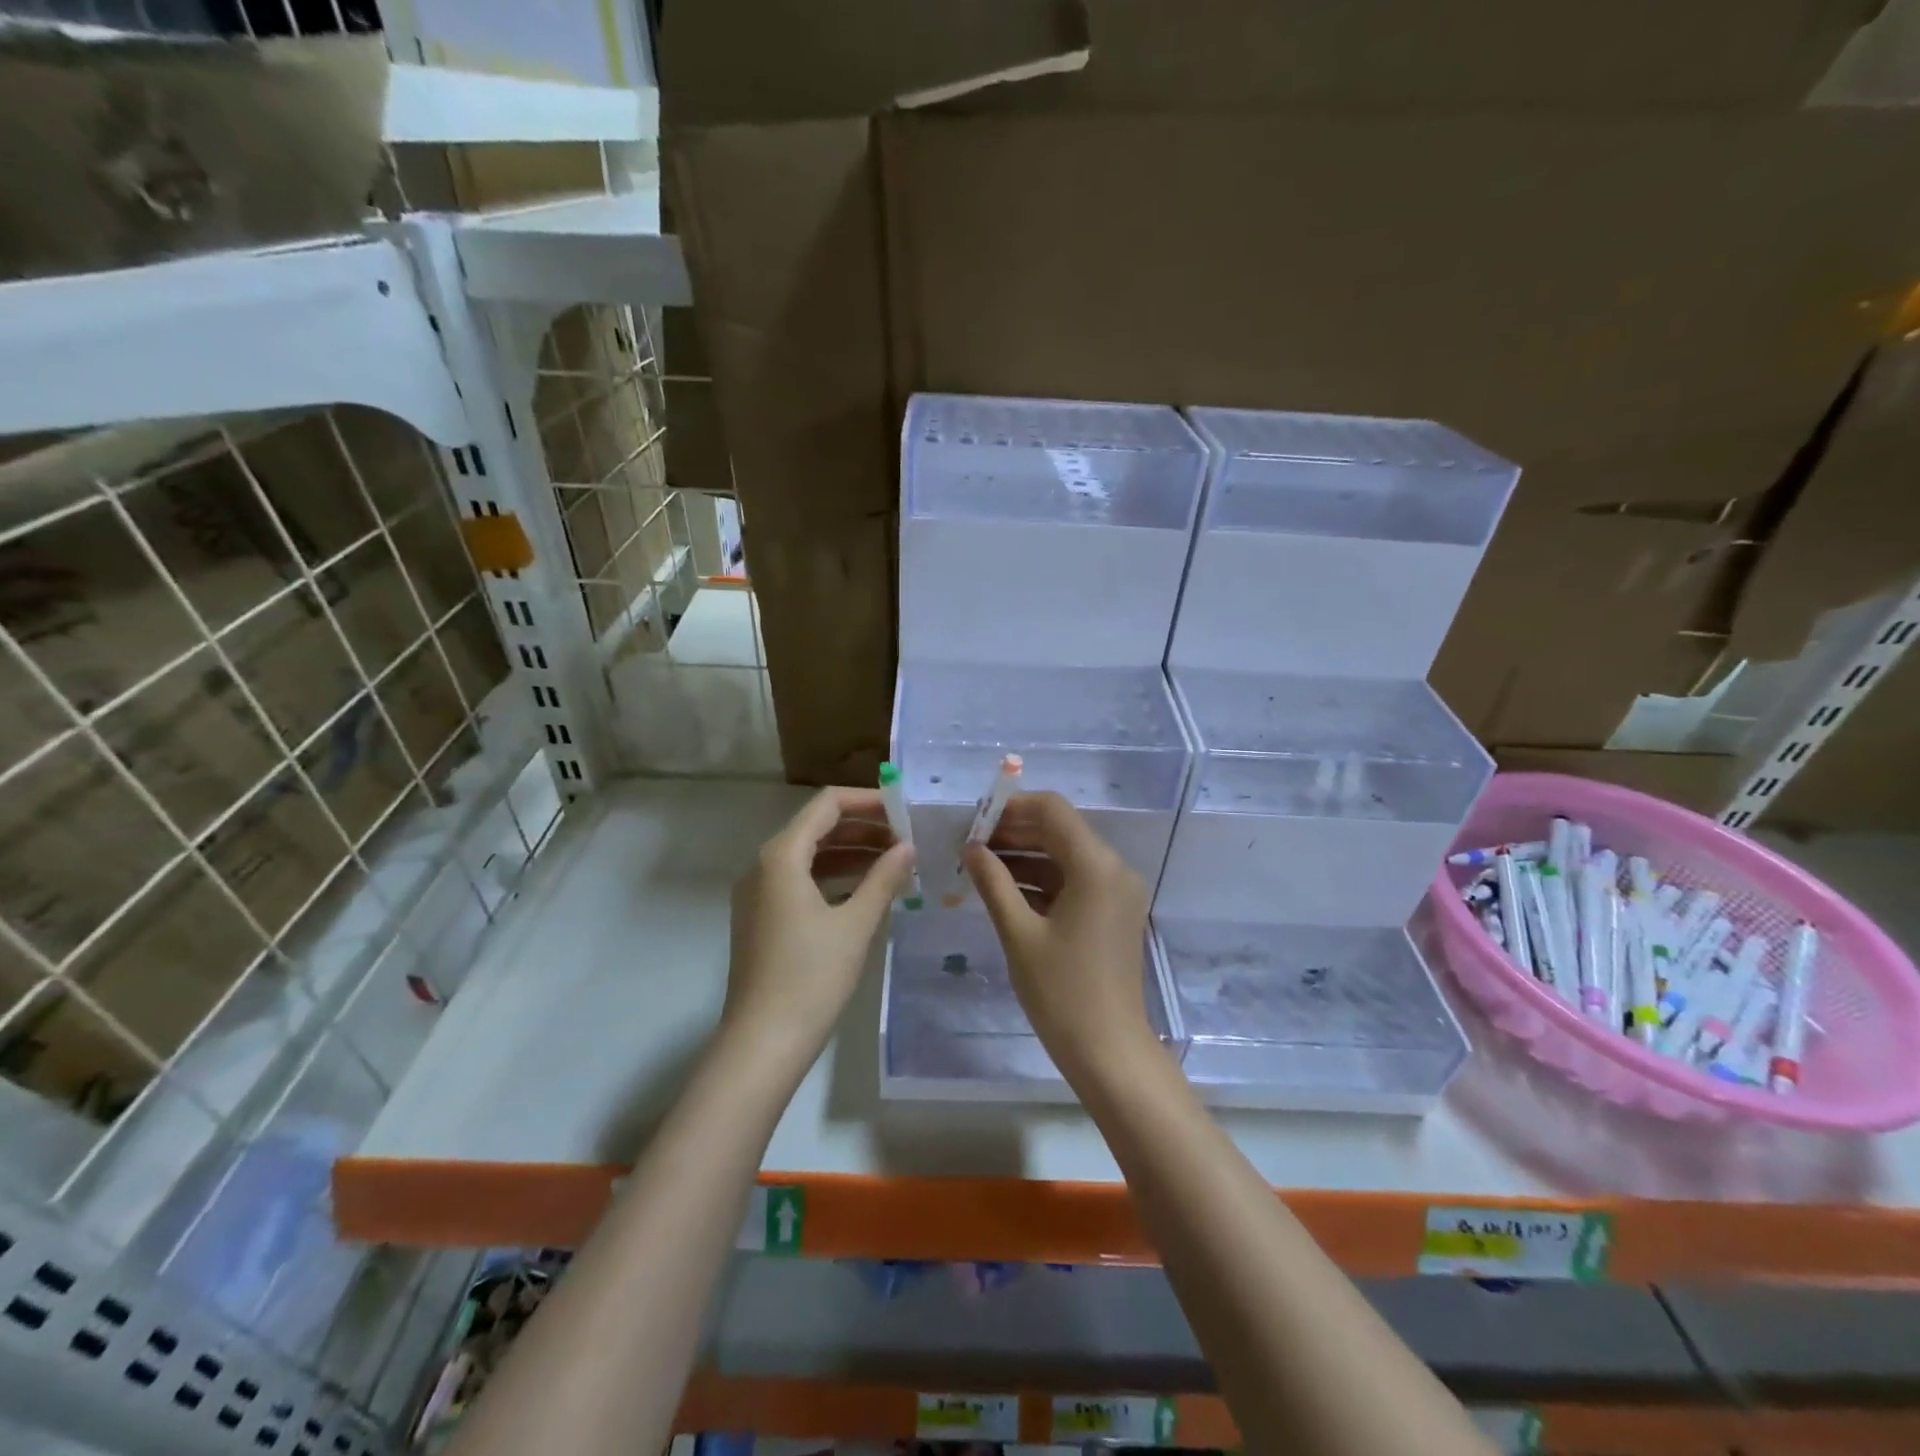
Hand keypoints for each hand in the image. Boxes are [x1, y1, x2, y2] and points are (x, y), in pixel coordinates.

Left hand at [724, 787, 913, 1077]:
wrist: (762, 1043)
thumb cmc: (811, 977)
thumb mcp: (856, 924)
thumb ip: (884, 878)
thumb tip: (908, 847)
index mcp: (781, 856)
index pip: (827, 804)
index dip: (867, 801)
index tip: (904, 810)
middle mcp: (764, 865)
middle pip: (818, 827)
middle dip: (864, 828)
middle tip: (907, 839)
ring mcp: (759, 893)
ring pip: (810, 856)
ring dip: (852, 854)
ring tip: (896, 863)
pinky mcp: (763, 918)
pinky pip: (801, 882)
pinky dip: (834, 878)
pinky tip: (867, 892)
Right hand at [963, 792, 1152, 1077]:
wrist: (1109, 1051)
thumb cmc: (1061, 992)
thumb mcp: (1019, 934)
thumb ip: (993, 883)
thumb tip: (971, 848)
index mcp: (1096, 866)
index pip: (1052, 810)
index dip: (1011, 808)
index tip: (975, 821)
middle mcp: (1113, 868)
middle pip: (1060, 829)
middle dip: (1014, 831)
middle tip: (970, 843)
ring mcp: (1116, 891)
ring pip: (1065, 855)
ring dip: (1025, 855)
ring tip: (979, 864)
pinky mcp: (1112, 911)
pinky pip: (1074, 880)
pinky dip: (1041, 879)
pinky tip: (1004, 889)